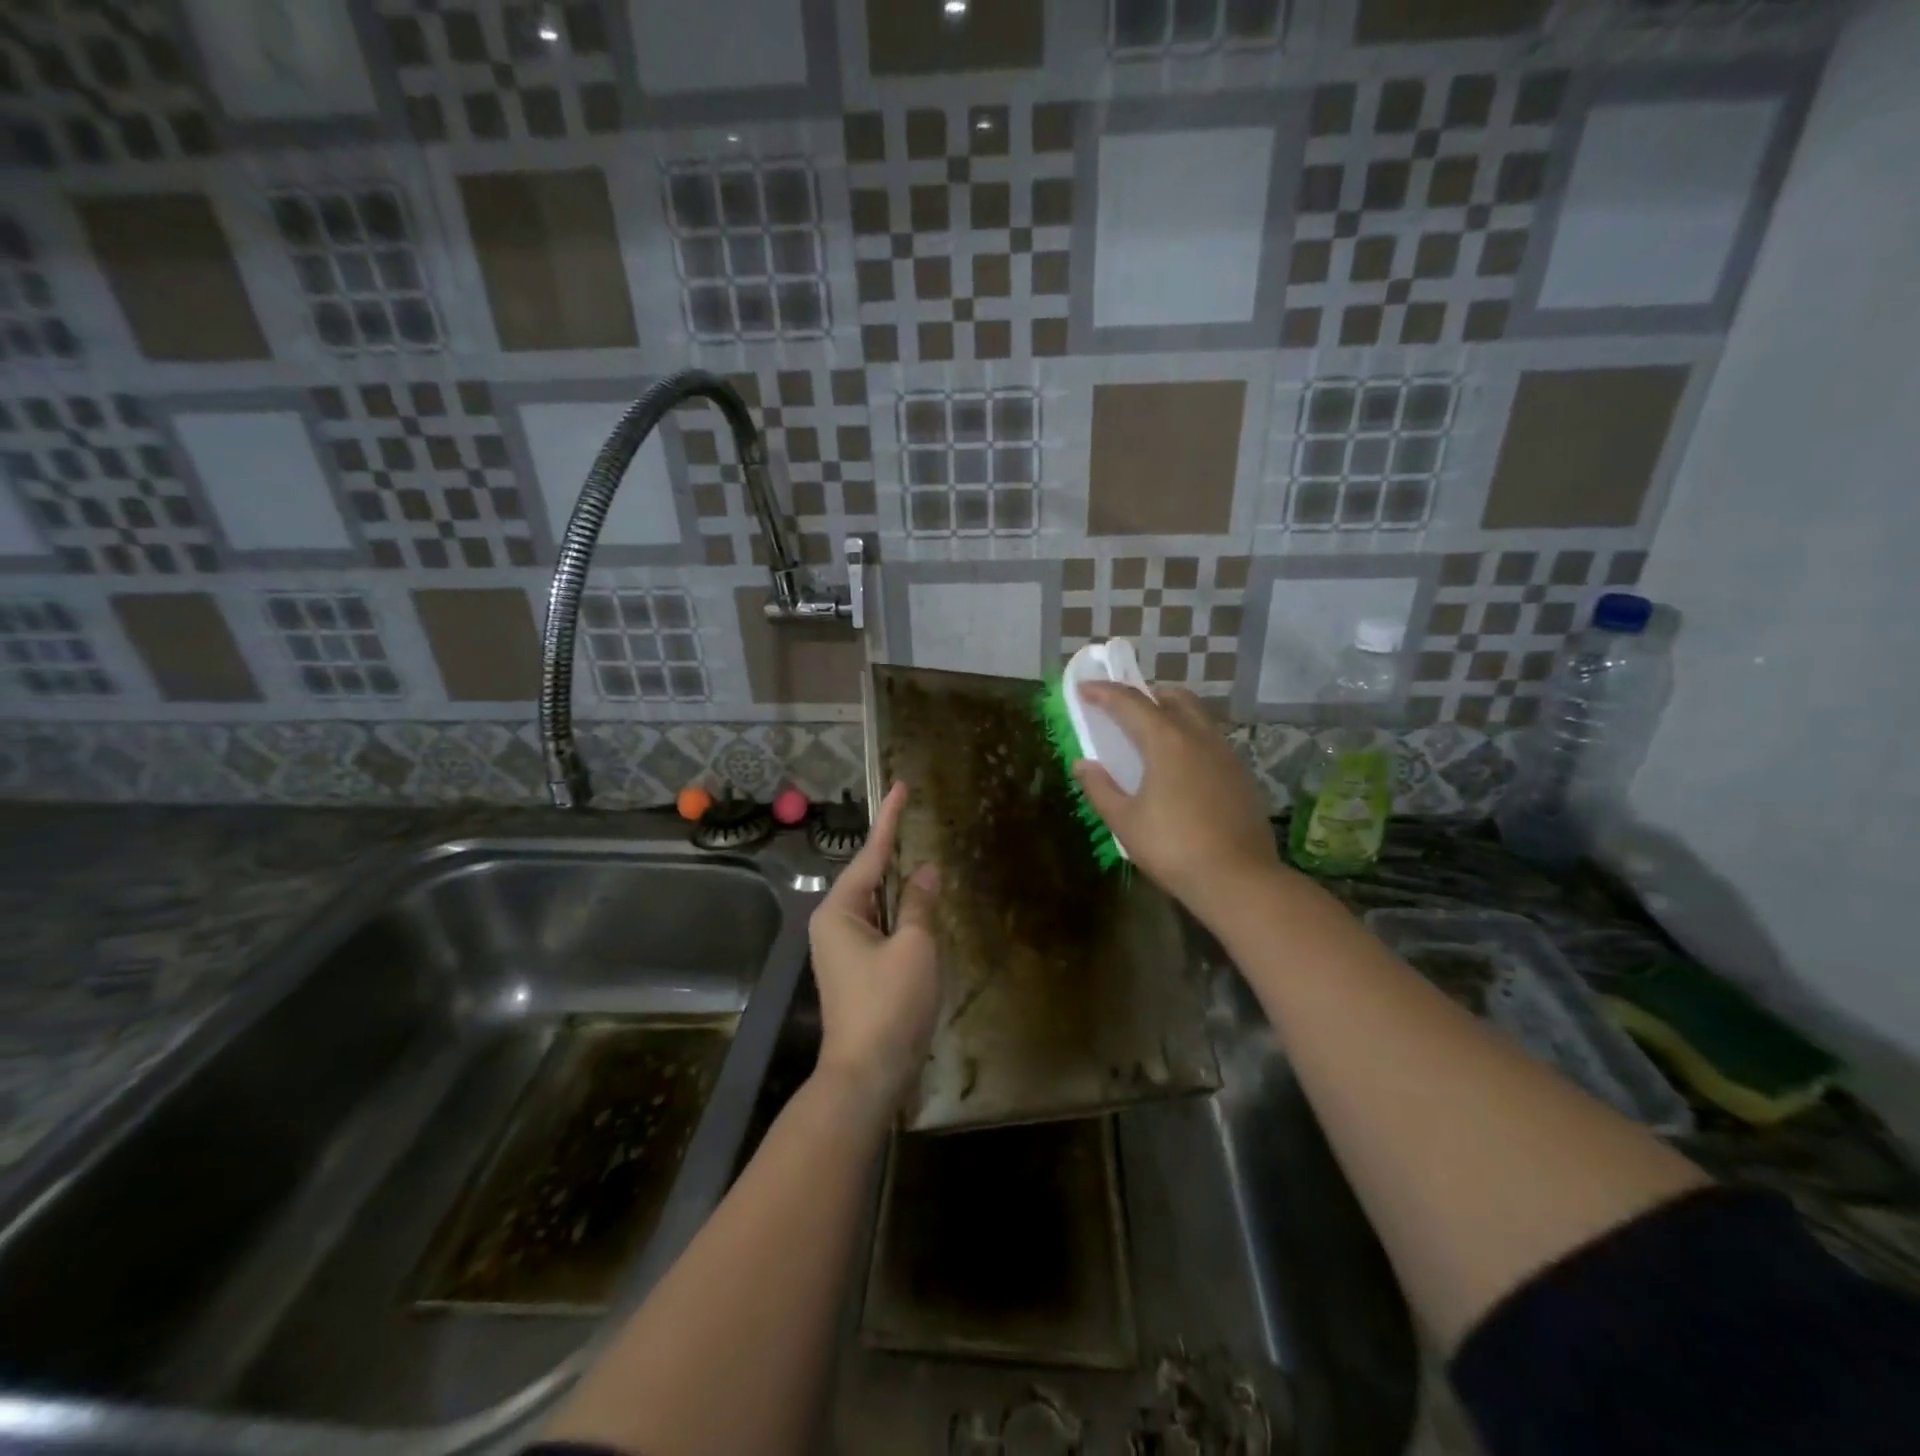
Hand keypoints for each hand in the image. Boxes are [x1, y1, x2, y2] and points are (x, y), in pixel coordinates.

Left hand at [807, 782, 941, 1118]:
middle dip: (894, 852)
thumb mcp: (914, 947)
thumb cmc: (890, 1005)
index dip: (890, 818)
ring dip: (901, 888)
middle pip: (871, 878)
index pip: (871, 853)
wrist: (867, 1075)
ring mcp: (843, 950)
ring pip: (878, 906)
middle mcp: (834, 924)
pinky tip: (923, 911)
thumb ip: (920, 902)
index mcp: (840, 911)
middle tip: (915, 818)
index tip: (900, 786)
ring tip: (924, 860)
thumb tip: (926, 870)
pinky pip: (882, 929)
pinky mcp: (857, 972)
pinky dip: (902, 917)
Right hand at [1073, 683, 1283, 918]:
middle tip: (1123, 708)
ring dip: (1171, 714)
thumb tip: (1084, 764)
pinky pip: (1211, 740)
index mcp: (1166, 741)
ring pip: (1197, 717)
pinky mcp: (1242, 774)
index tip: (1084, 689)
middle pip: (1172, 698)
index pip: (1130, 703)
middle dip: (1144, 695)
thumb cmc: (1173, 848)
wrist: (1238, 879)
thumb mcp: (1125, 821)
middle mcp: (1199, 737)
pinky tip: (1181, 767)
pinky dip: (1190, 738)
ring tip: (1150, 736)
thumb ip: (1100, 788)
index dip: (1103, 693)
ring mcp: (1226, 754)